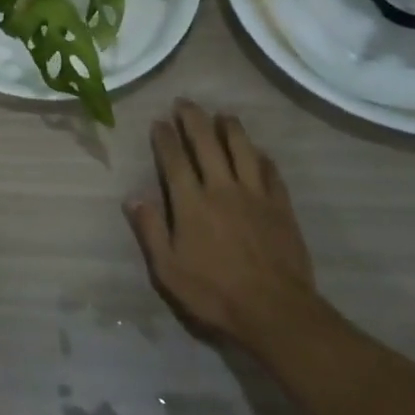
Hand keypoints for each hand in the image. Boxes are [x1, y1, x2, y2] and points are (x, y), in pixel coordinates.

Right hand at [125, 100, 323, 354]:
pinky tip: (259, 152)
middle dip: (193, 119)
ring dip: (231, 128)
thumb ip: (150, 230)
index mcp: (192, 202)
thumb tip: (133, 196)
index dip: (165, 136)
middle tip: (185, 102)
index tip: (159, 120)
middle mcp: (222, 188)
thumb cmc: (215, 293)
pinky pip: (271, 173)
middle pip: (207, 143)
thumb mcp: (168, 270)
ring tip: (223, 114)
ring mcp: (255, 195)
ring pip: (242, 150)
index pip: (174, 159)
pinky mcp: (281, 208)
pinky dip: (263, 158)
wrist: (276, 312)